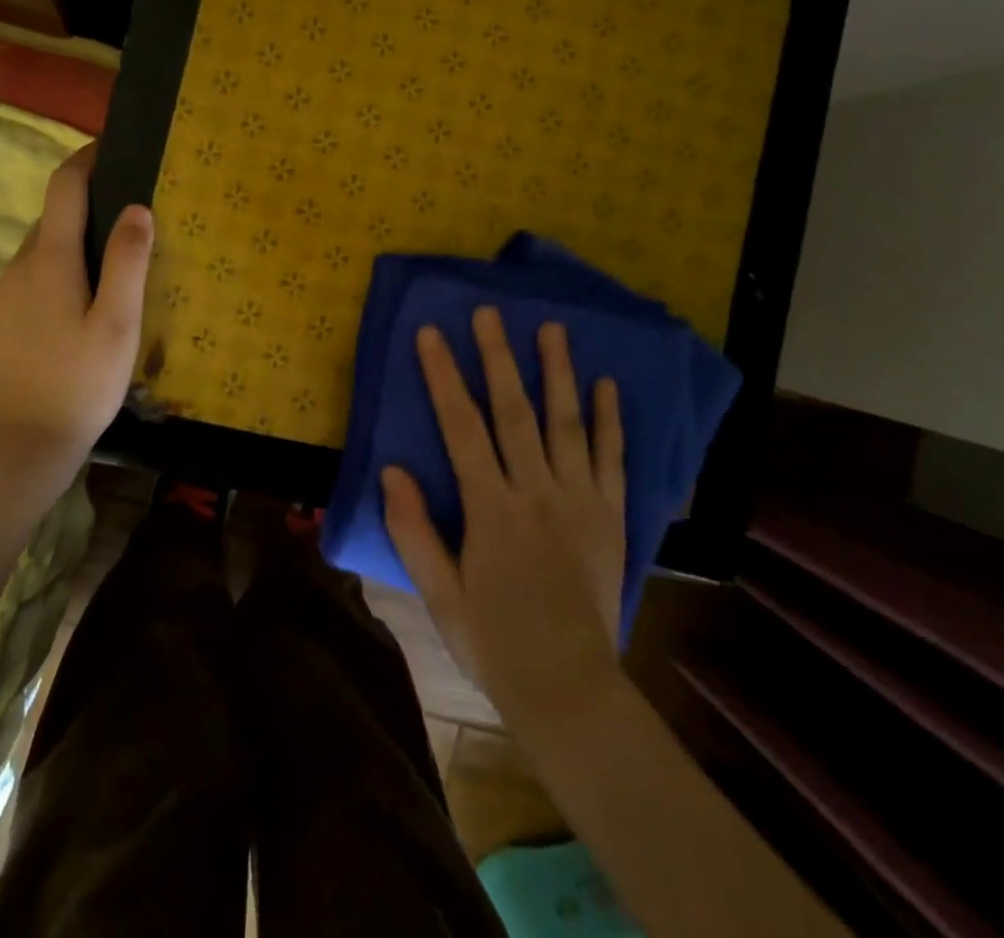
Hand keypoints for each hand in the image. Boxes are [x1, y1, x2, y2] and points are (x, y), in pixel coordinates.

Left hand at [0, 144, 152, 526]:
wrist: (18, 446)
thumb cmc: (79, 383)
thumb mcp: (118, 323)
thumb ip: (128, 261)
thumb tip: (136, 207)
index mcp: (50, 259)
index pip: (64, 188)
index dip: (86, 159)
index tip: (111, 146)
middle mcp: (19, 266)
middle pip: (52, 218)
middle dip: (87, 207)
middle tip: (131, 222)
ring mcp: (2, 295)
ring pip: (41, 251)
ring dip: (73, 243)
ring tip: (113, 267)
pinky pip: (31, 279)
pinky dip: (58, 272)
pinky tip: (81, 307)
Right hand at [383, 307, 627, 734]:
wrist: (570, 690)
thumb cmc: (495, 644)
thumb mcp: (440, 597)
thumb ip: (415, 532)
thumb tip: (390, 470)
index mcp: (492, 511)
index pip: (462, 429)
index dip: (444, 377)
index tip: (431, 334)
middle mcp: (537, 494)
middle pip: (516, 413)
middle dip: (499, 358)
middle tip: (490, 312)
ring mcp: (581, 502)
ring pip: (568, 425)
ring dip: (558, 373)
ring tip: (553, 328)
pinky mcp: (611, 517)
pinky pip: (613, 460)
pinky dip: (611, 420)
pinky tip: (607, 385)